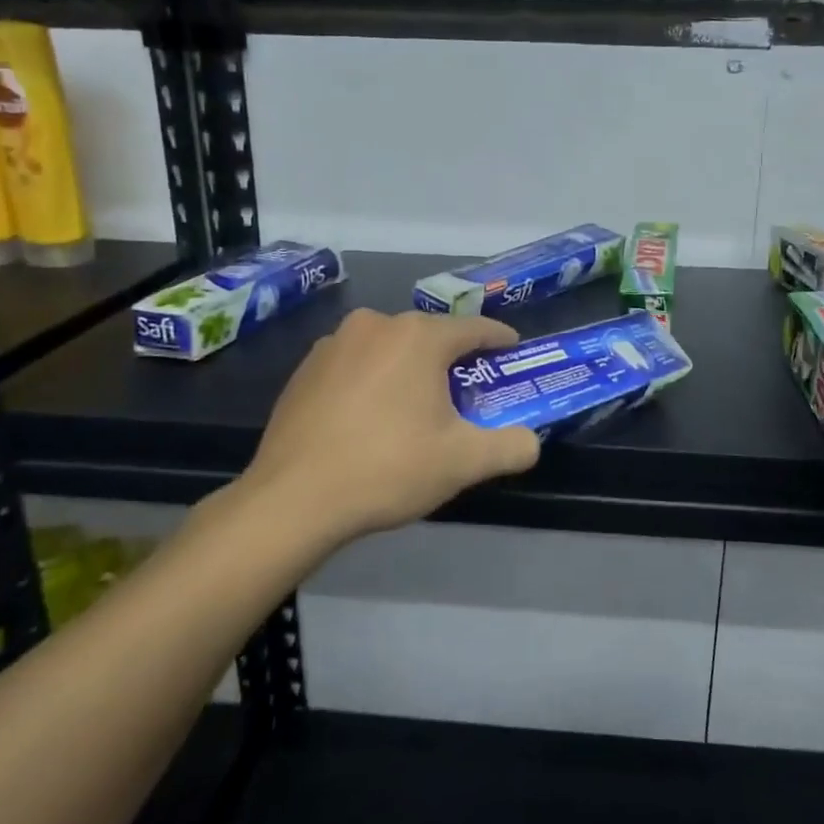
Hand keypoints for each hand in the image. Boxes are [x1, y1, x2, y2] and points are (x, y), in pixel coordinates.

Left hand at [233, 308, 540, 541]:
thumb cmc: (388, 468)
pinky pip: (355, 365)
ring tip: (416, 408)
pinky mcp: (304, 368)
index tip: (513, 350)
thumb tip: (531, 442)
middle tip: (467, 393)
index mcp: (418, 337)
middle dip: (453, 360)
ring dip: (409, 369)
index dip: (500, 339)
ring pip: (389, 349)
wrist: (293, 499)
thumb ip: (511, 447)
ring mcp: (334, 343)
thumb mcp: (463, 462)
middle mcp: (376, 325)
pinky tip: (370, 418)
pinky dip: (373, 381)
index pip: (474, 328)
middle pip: (429, 337)